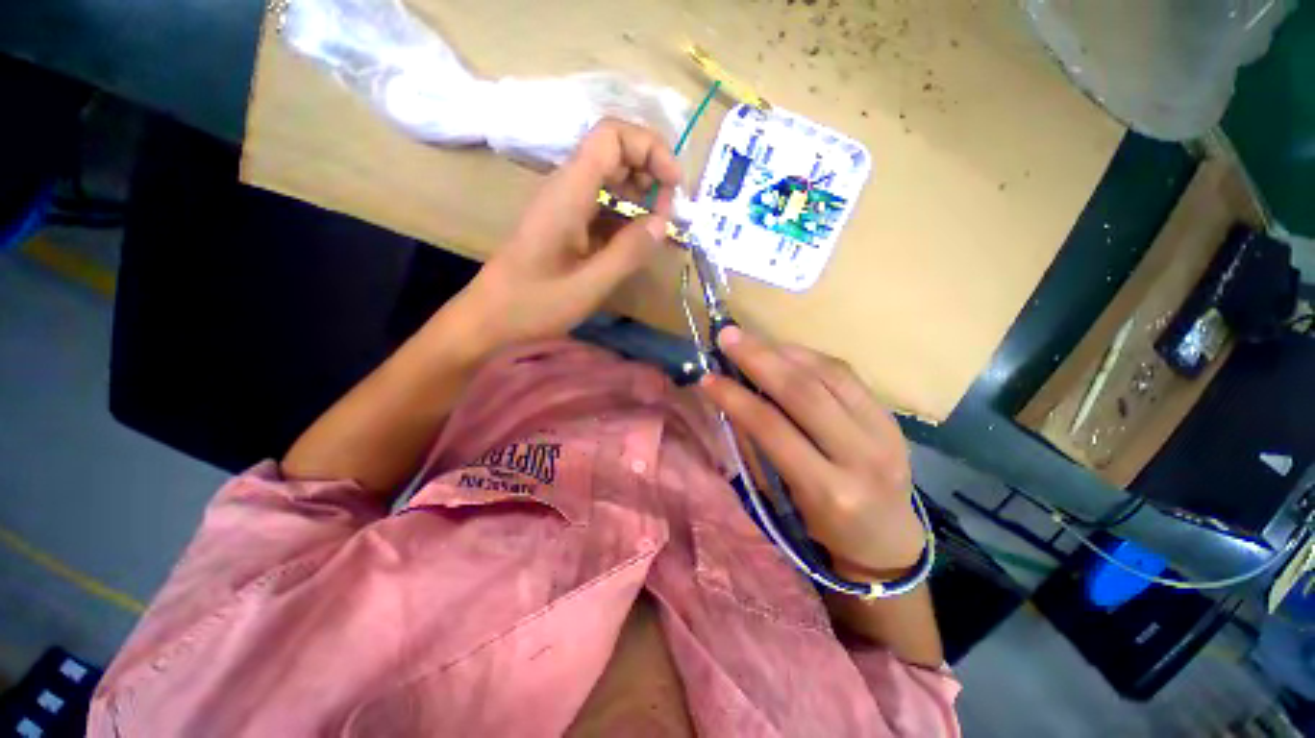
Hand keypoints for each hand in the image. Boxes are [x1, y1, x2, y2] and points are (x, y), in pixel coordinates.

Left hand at [462, 118, 682, 349]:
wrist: (490, 318)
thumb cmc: (534, 304)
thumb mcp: (588, 285)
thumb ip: (628, 253)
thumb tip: (664, 223)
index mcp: (568, 192)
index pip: (612, 136)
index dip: (650, 148)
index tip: (674, 186)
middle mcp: (566, 188)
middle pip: (614, 153)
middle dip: (650, 173)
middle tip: (669, 214)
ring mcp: (565, 206)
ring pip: (610, 180)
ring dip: (640, 196)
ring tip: (659, 229)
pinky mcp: (566, 225)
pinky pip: (602, 206)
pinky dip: (626, 217)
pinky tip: (637, 242)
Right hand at [698, 327, 923, 577]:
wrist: (888, 542)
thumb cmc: (823, 529)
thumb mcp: (785, 499)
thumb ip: (759, 448)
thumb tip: (733, 400)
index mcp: (828, 491)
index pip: (774, 430)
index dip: (737, 398)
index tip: (708, 378)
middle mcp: (861, 457)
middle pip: (804, 393)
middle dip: (760, 359)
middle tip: (728, 337)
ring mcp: (884, 432)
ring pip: (828, 375)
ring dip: (783, 351)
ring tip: (750, 339)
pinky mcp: (891, 416)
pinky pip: (846, 374)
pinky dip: (809, 356)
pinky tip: (784, 350)